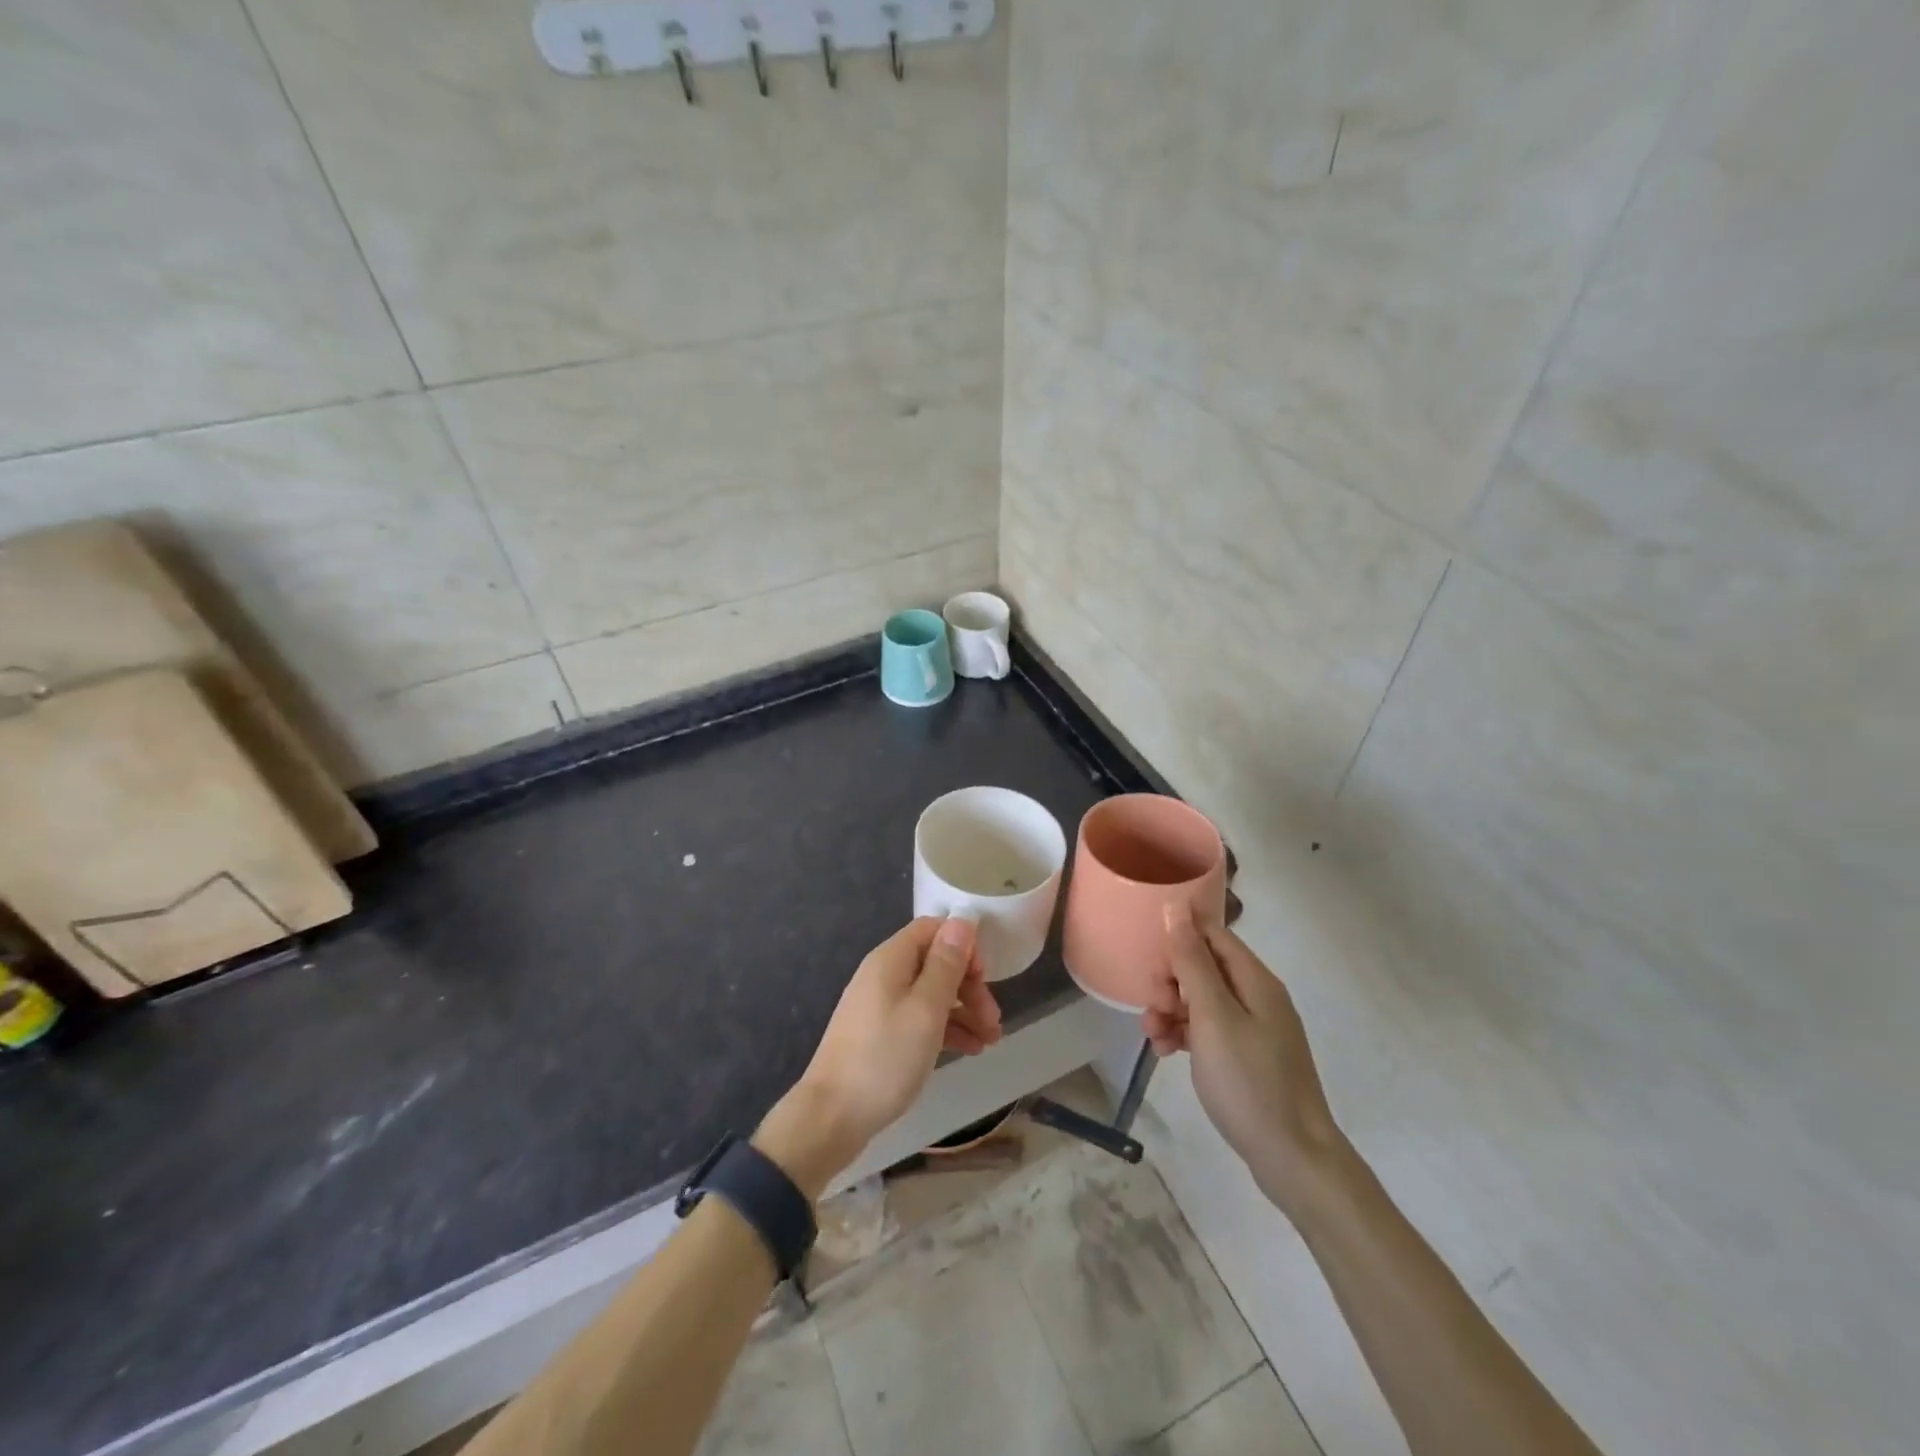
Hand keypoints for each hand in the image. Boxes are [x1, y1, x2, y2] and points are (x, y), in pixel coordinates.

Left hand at [756, 917, 1000, 1197]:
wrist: (831, 1117)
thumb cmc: (884, 1058)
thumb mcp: (925, 1010)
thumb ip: (946, 964)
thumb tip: (962, 921)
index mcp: (891, 959)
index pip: (933, 929)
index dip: (963, 946)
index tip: (985, 978)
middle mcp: (884, 975)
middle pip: (935, 962)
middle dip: (969, 986)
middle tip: (994, 1019)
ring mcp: (880, 1006)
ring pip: (931, 994)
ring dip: (964, 1011)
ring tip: (991, 1041)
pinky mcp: (881, 1034)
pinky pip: (920, 1018)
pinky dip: (946, 1029)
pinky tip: (970, 1050)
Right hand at [1143, 905, 1344, 1212]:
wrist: (1293, 1158)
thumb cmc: (1249, 1081)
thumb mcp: (1213, 1017)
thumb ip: (1192, 962)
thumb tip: (1176, 909)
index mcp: (1255, 979)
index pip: (1212, 934)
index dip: (1179, 939)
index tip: (1150, 961)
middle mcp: (1257, 996)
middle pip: (1204, 967)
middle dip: (1170, 981)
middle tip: (1154, 1006)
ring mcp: (1254, 1028)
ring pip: (1202, 1001)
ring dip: (1172, 1010)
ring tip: (1153, 1036)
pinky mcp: (1247, 1057)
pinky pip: (1209, 1030)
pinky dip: (1185, 1034)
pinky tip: (1166, 1052)